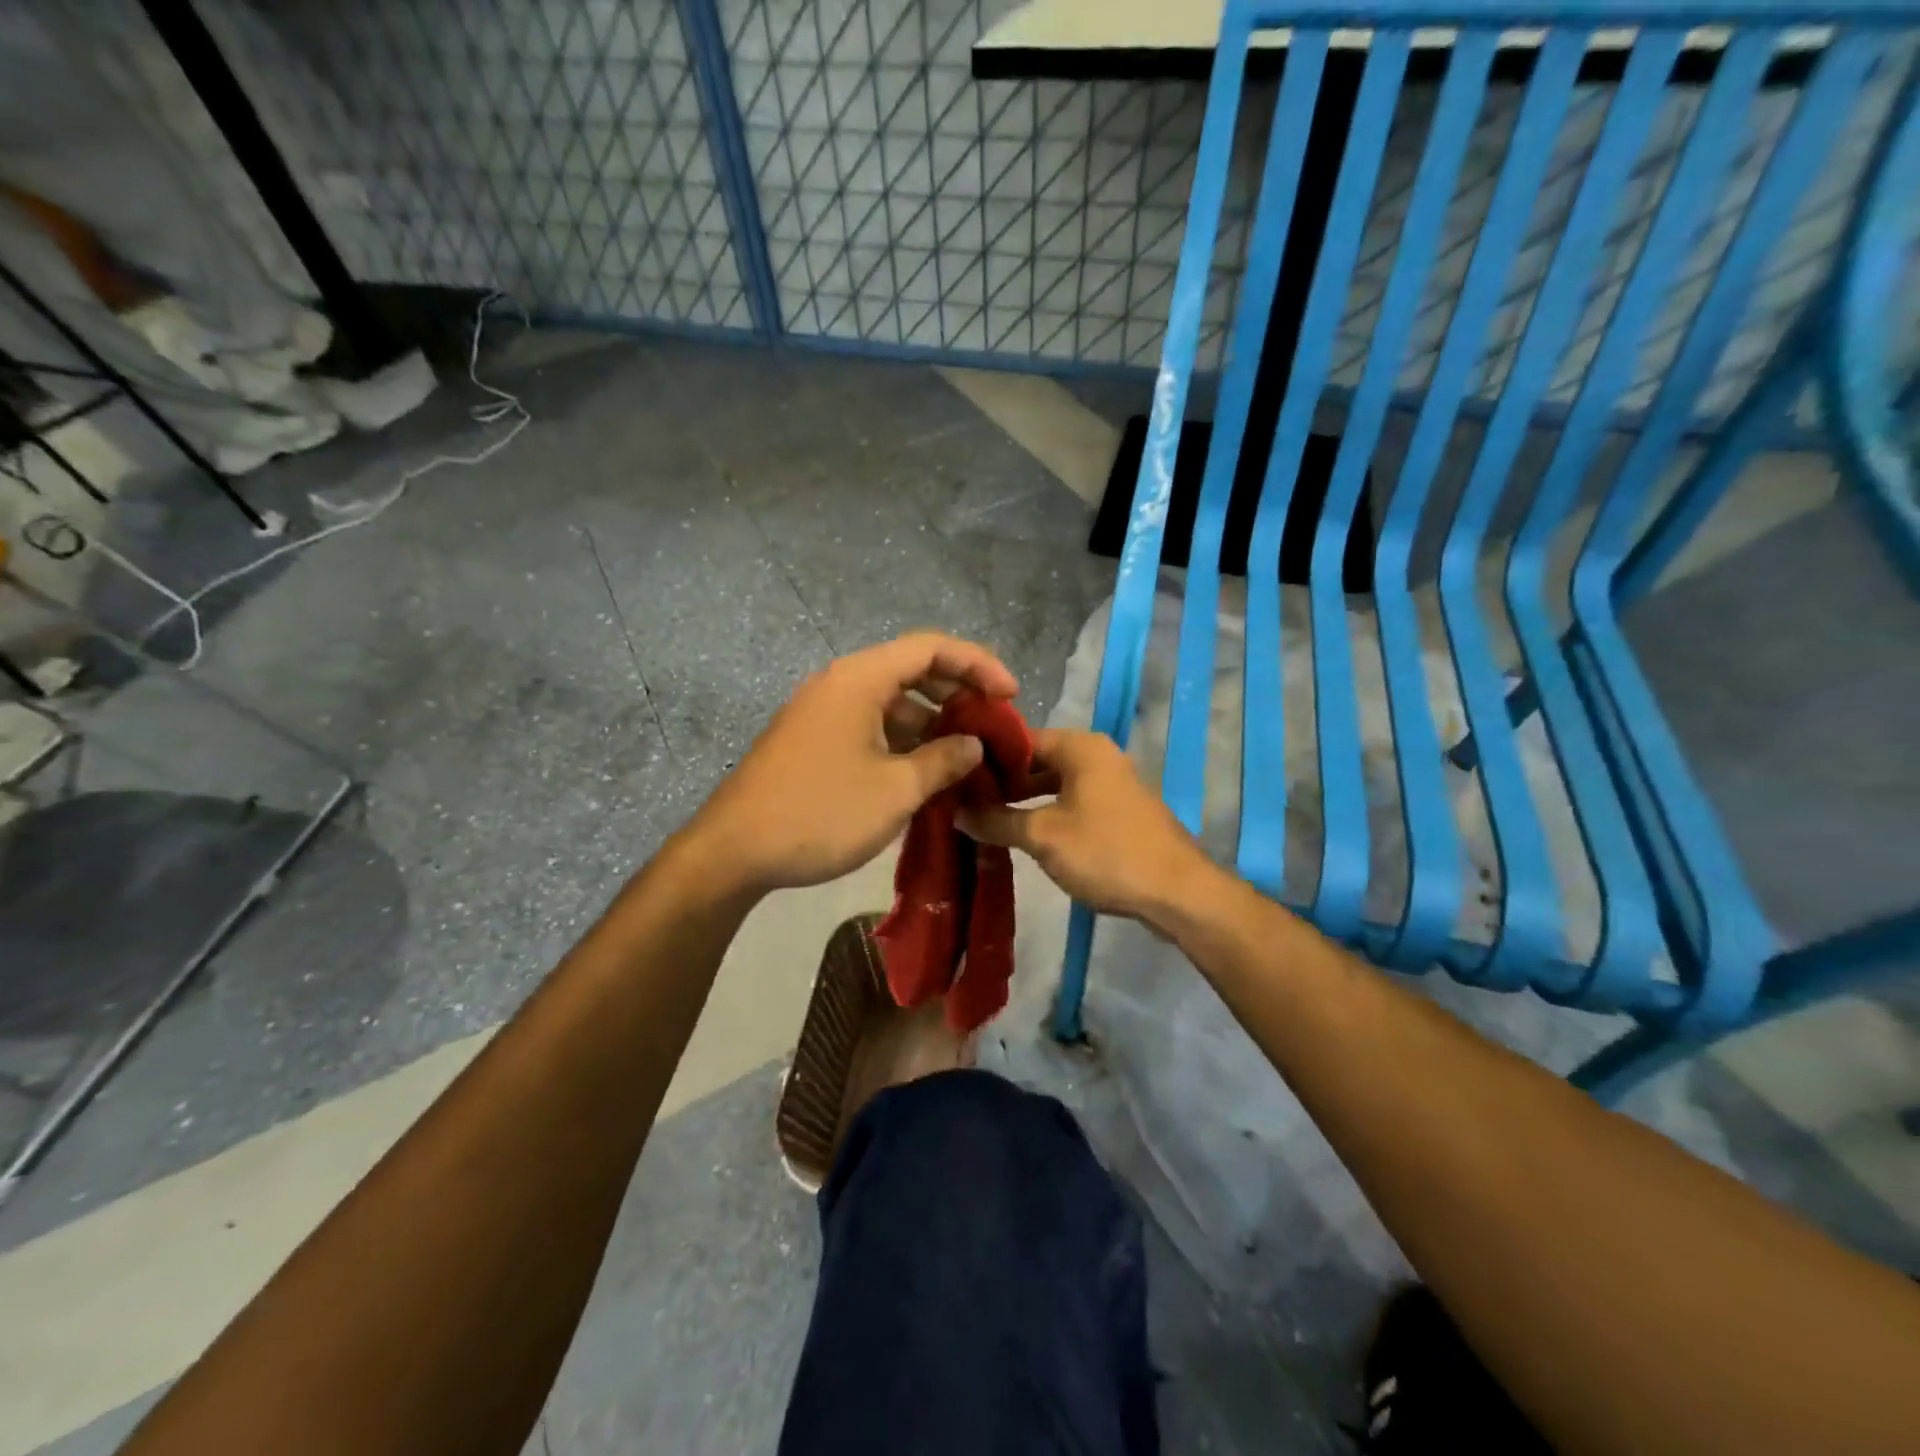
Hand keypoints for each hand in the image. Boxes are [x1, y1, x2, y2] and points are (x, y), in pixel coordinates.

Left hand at [685, 632, 1018, 893]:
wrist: (733, 851)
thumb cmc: (821, 813)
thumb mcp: (896, 790)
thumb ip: (944, 760)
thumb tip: (972, 743)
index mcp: (860, 679)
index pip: (932, 648)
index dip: (978, 664)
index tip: (1011, 695)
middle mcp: (840, 683)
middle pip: (911, 669)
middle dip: (958, 692)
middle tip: (992, 724)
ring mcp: (822, 712)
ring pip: (891, 701)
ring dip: (931, 722)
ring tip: (965, 755)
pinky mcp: (813, 739)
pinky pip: (870, 725)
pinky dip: (902, 740)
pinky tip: (923, 772)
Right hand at [957, 728, 1211, 921]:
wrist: (1177, 892)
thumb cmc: (1106, 852)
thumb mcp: (1043, 836)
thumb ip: (997, 820)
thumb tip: (957, 811)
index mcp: (1081, 747)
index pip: (1020, 739)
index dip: (986, 758)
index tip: (956, 777)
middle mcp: (1098, 755)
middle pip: (1038, 761)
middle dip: (1003, 782)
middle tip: (965, 802)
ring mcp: (1112, 783)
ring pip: (1055, 784)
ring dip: (1024, 801)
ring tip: (986, 821)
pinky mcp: (1119, 811)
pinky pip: (1073, 802)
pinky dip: (1048, 813)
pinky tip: (1024, 835)